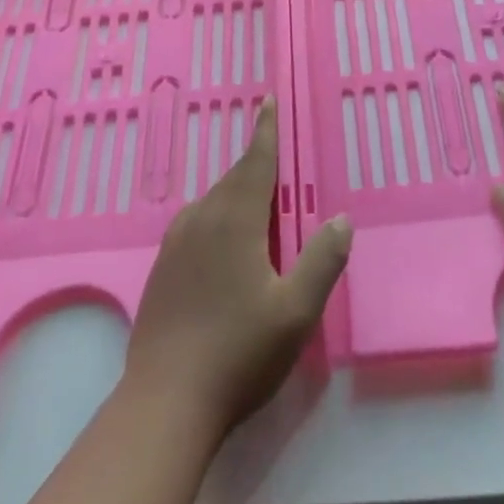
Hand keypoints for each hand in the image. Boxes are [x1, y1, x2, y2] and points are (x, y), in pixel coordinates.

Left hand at [123, 99, 351, 443]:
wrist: (165, 403)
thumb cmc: (239, 352)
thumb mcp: (297, 311)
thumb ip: (322, 260)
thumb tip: (341, 219)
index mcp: (234, 220)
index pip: (255, 162)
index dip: (265, 131)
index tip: (267, 101)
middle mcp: (201, 220)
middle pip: (233, 180)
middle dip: (256, 165)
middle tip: (276, 158)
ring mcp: (175, 244)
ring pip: (212, 202)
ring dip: (236, 194)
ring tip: (257, 203)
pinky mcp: (162, 269)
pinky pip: (196, 224)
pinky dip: (218, 218)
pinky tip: (225, 244)